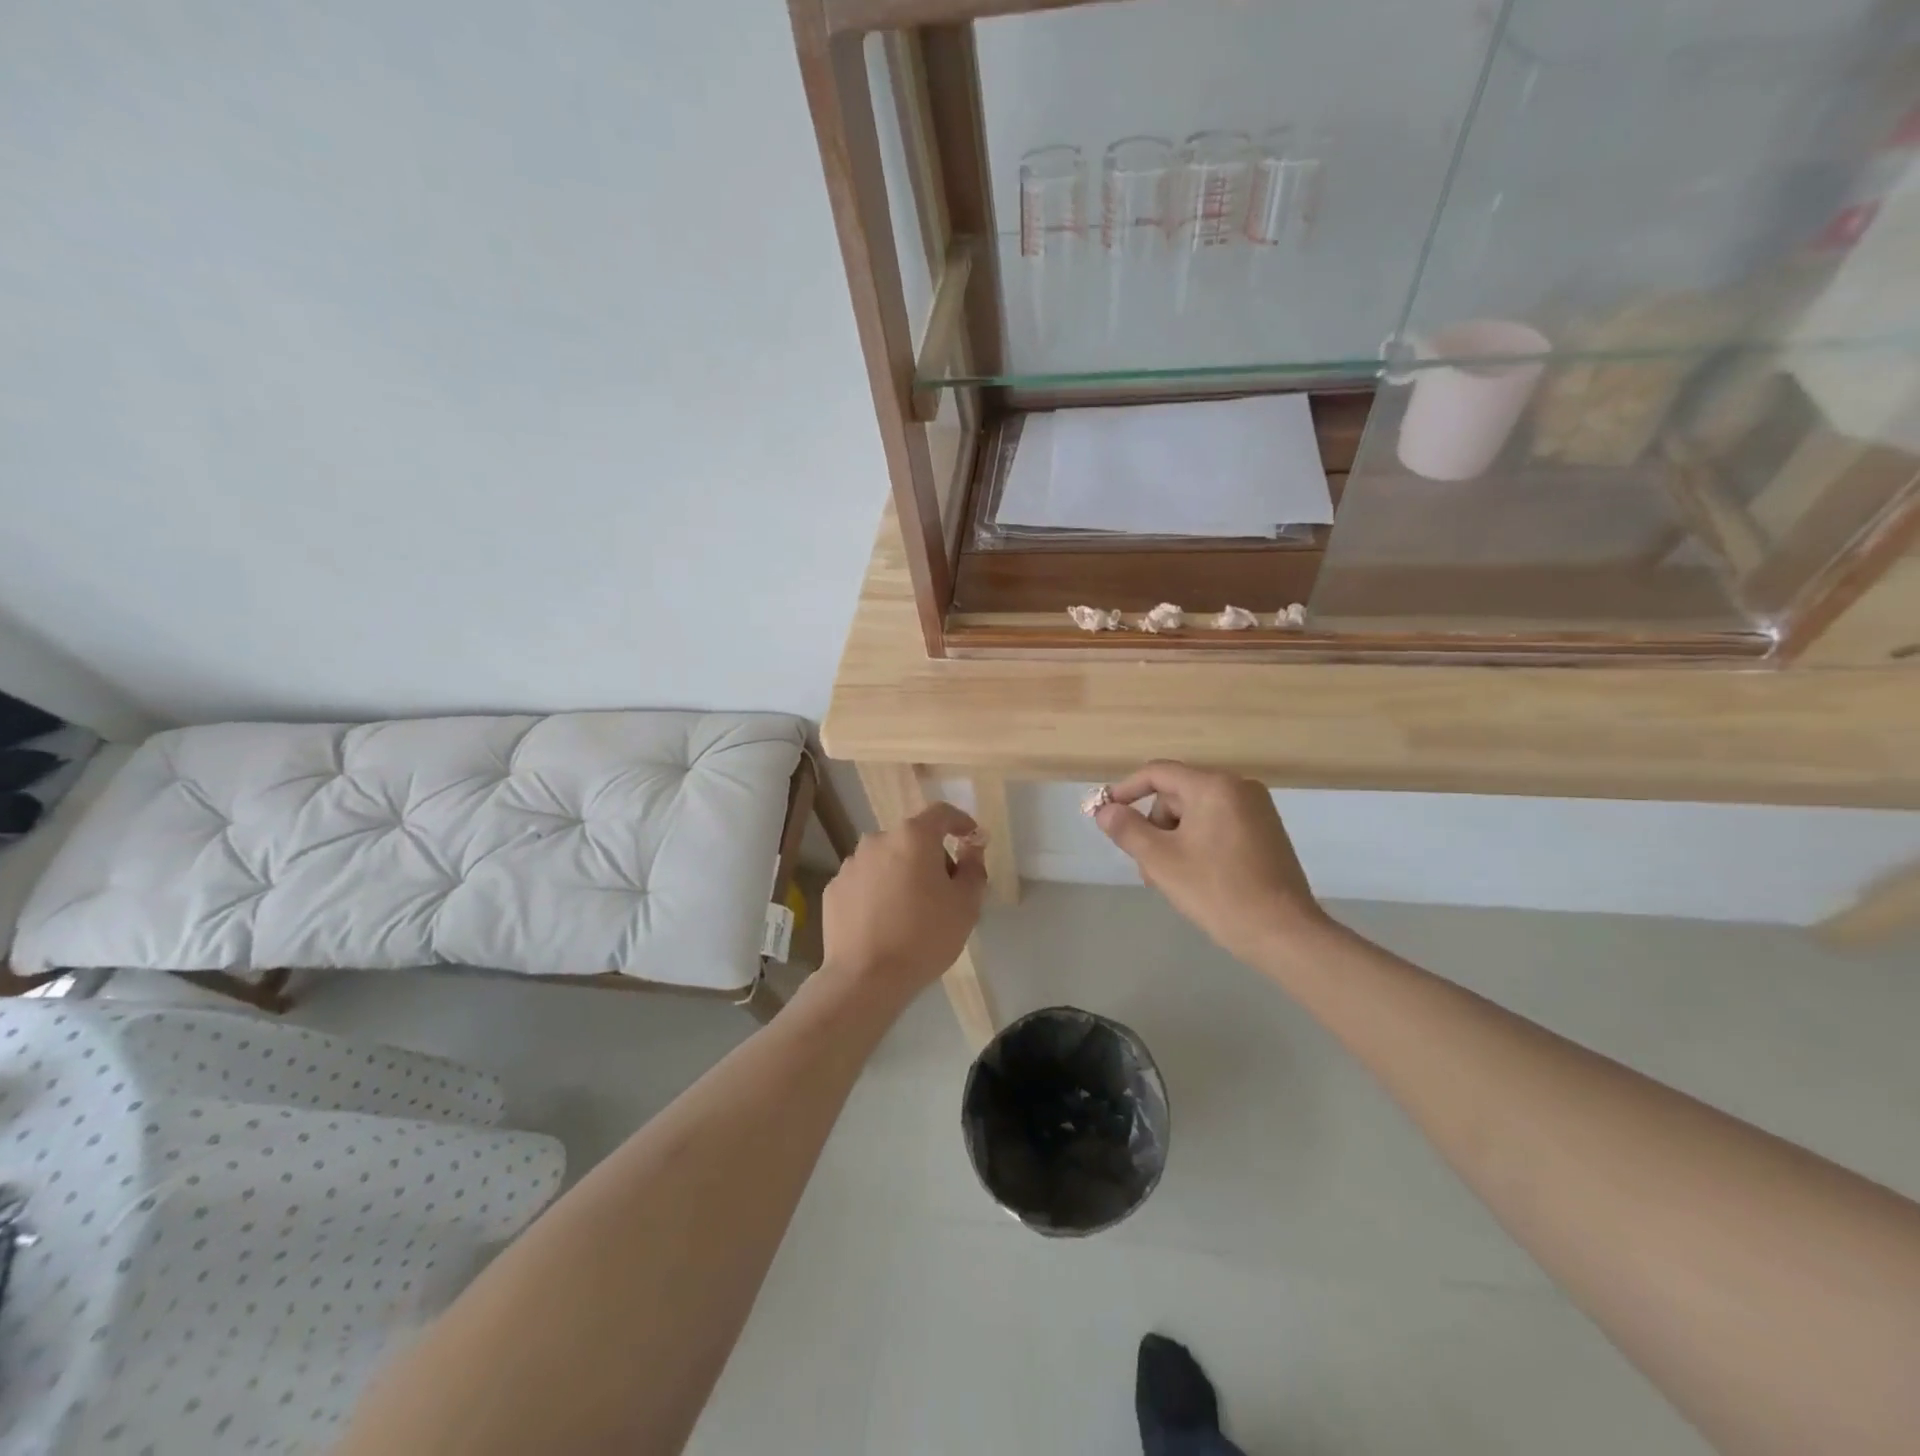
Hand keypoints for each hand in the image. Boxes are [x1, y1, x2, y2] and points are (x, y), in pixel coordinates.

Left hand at [821, 802, 987, 1001]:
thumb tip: (971, 848)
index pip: (941, 813)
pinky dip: (877, 891)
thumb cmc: (925, 936)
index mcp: (913, 837)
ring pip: (886, 860)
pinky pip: (865, 882)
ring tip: (910, 909)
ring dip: (901, 873)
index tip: (971, 838)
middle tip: (944, 888)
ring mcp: (851, 864)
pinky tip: (884, 921)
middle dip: (930, 855)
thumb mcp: (966, 904)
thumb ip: (973, 868)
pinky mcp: (834, 889)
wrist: (866, 977)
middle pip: (912, 838)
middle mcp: (878, 840)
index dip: (960, 822)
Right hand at [1094, 761, 1329, 968]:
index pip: (1158, 773)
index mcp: (1214, 786)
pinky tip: (1197, 877)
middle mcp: (1239, 788)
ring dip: (1174, 840)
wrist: (1283, 933)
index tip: (1106, 814)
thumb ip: (1127, 829)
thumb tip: (1105, 811)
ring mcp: (1257, 810)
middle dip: (1155, 827)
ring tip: (1171, 879)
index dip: (1126, 790)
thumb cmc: (1217, 891)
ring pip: (1196, 813)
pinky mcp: (1266, 832)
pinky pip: (1218, 825)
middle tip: (1147, 867)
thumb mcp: (1160, 860)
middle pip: (1177, 795)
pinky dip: (1198, 843)